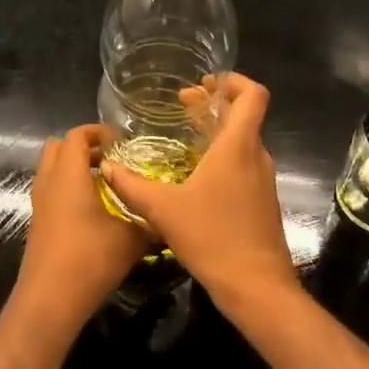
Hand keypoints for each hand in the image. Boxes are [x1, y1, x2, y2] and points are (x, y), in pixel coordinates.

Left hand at [14, 123, 147, 332]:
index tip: (121, 141)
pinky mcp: (38, 224)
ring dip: (75, 169)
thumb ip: (149, 221)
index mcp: (69, 174)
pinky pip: (51, 192)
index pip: (77, 135)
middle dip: (83, 147)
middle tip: (111, 159)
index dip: (98, 132)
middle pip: (58, 147)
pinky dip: (69, 190)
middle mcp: (49, 182)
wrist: (49, 301)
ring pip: (52, 170)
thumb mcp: (130, 240)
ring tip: (105, 185)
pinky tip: (93, 212)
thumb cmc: (89, 259)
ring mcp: (39, 204)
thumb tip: (168, 217)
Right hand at [100, 73, 297, 311]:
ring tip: (187, 135)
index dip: (233, 81)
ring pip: (244, 141)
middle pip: (244, 115)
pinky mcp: (262, 201)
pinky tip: (197, 174)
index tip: (205, 83)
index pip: (253, 95)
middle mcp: (256, 156)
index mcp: (238, 146)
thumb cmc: (213, 237)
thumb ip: (132, 186)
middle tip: (183, 103)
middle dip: (214, 104)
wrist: (257, 287)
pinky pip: (245, 163)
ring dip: (218, 131)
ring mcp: (263, 180)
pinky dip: (224, 155)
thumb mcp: (163, 210)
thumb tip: (106, 166)